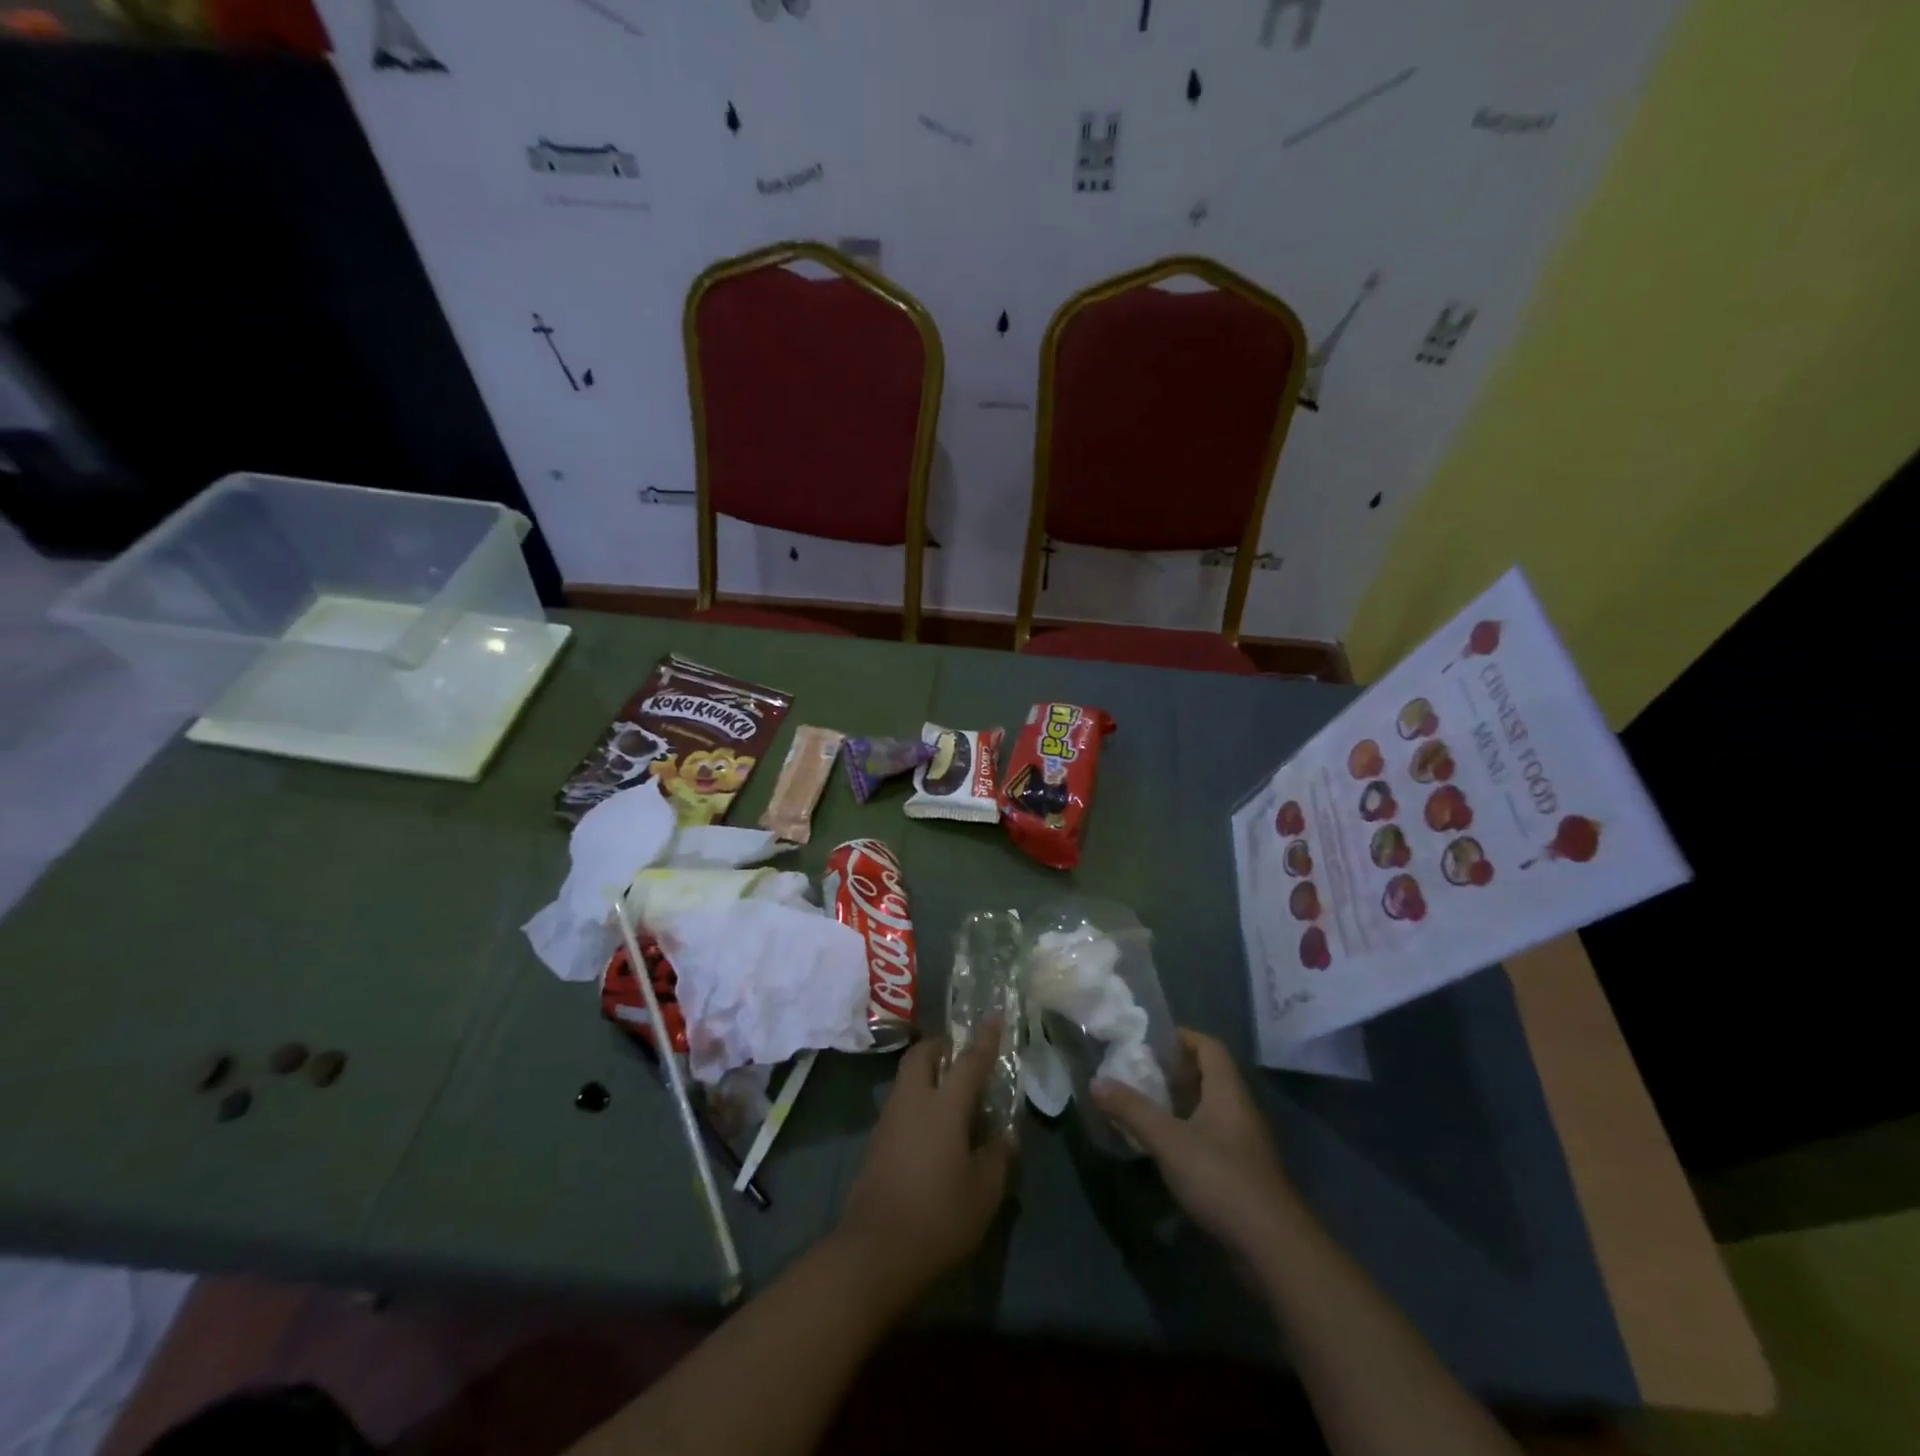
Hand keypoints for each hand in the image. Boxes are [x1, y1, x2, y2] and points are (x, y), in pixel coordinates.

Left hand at [833, 1033, 1011, 1303]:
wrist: (876, 1251)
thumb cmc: (939, 1216)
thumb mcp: (984, 1192)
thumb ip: (998, 1157)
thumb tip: (1005, 1135)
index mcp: (944, 1106)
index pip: (969, 1061)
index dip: (985, 1037)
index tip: (995, 1015)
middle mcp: (913, 1101)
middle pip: (923, 1055)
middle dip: (942, 1046)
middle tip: (962, 1055)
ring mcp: (889, 1119)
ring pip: (908, 1077)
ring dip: (928, 1072)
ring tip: (951, 1092)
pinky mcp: (876, 1141)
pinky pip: (901, 1103)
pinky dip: (918, 1099)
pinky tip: (933, 1127)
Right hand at [1093, 1029, 1300, 1259]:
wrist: (1273, 1248)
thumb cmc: (1221, 1178)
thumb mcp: (1168, 1141)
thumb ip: (1131, 1110)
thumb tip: (1095, 1082)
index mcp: (1228, 1091)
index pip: (1209, 1046)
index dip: (1182, 1037)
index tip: (1150, 1040)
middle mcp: (1240, 1110)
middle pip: (1210, 1075)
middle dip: (1175, 1070)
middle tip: (1139, 1071)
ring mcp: (1245, 1143)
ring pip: (1210, 1108)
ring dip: (1180, 1103)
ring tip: (1145, 1105)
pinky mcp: (1243, 1173)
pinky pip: (1213, 1137)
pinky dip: (1188, 1132)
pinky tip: (1166, 1147)